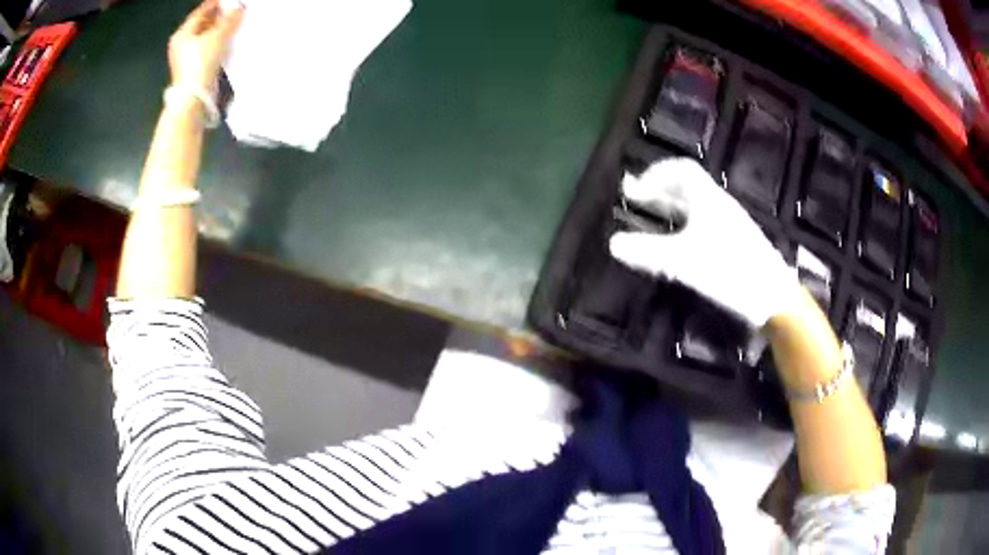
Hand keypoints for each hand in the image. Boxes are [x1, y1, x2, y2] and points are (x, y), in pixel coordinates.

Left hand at [168, 0, 244, 90]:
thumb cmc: (200, 63)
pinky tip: (227, 41)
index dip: (215, 4)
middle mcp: (181, 45)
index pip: (200, 12)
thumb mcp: (218, 35)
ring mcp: (186, 58)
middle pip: (201, 24)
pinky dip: (216, 43)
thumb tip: (238, 9)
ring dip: (218, 31)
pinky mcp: (193, 69)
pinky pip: (206, 50)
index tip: (229, 1)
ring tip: (233, 25)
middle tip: (233, 11)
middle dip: (217, 17)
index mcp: (182, 34)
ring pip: (204, 37)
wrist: (194, 96)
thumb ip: (229, 20)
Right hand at [609, 158, 798, 327]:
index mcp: (708, 198)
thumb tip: (613, 243)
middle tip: (636, 201)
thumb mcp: (683, 261)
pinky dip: (683, 227)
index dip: (654, 174)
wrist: (772, 297)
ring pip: (695, 207)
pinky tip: (677, 245)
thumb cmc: (729, 270)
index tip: (634, 188)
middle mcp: (719, 205)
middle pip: (686, 187)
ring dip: (671, 210)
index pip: (680, 170)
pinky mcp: (734, 245)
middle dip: (658, 191)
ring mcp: (729, 225)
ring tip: (651, 221)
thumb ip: (648, 251)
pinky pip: (703, 225)